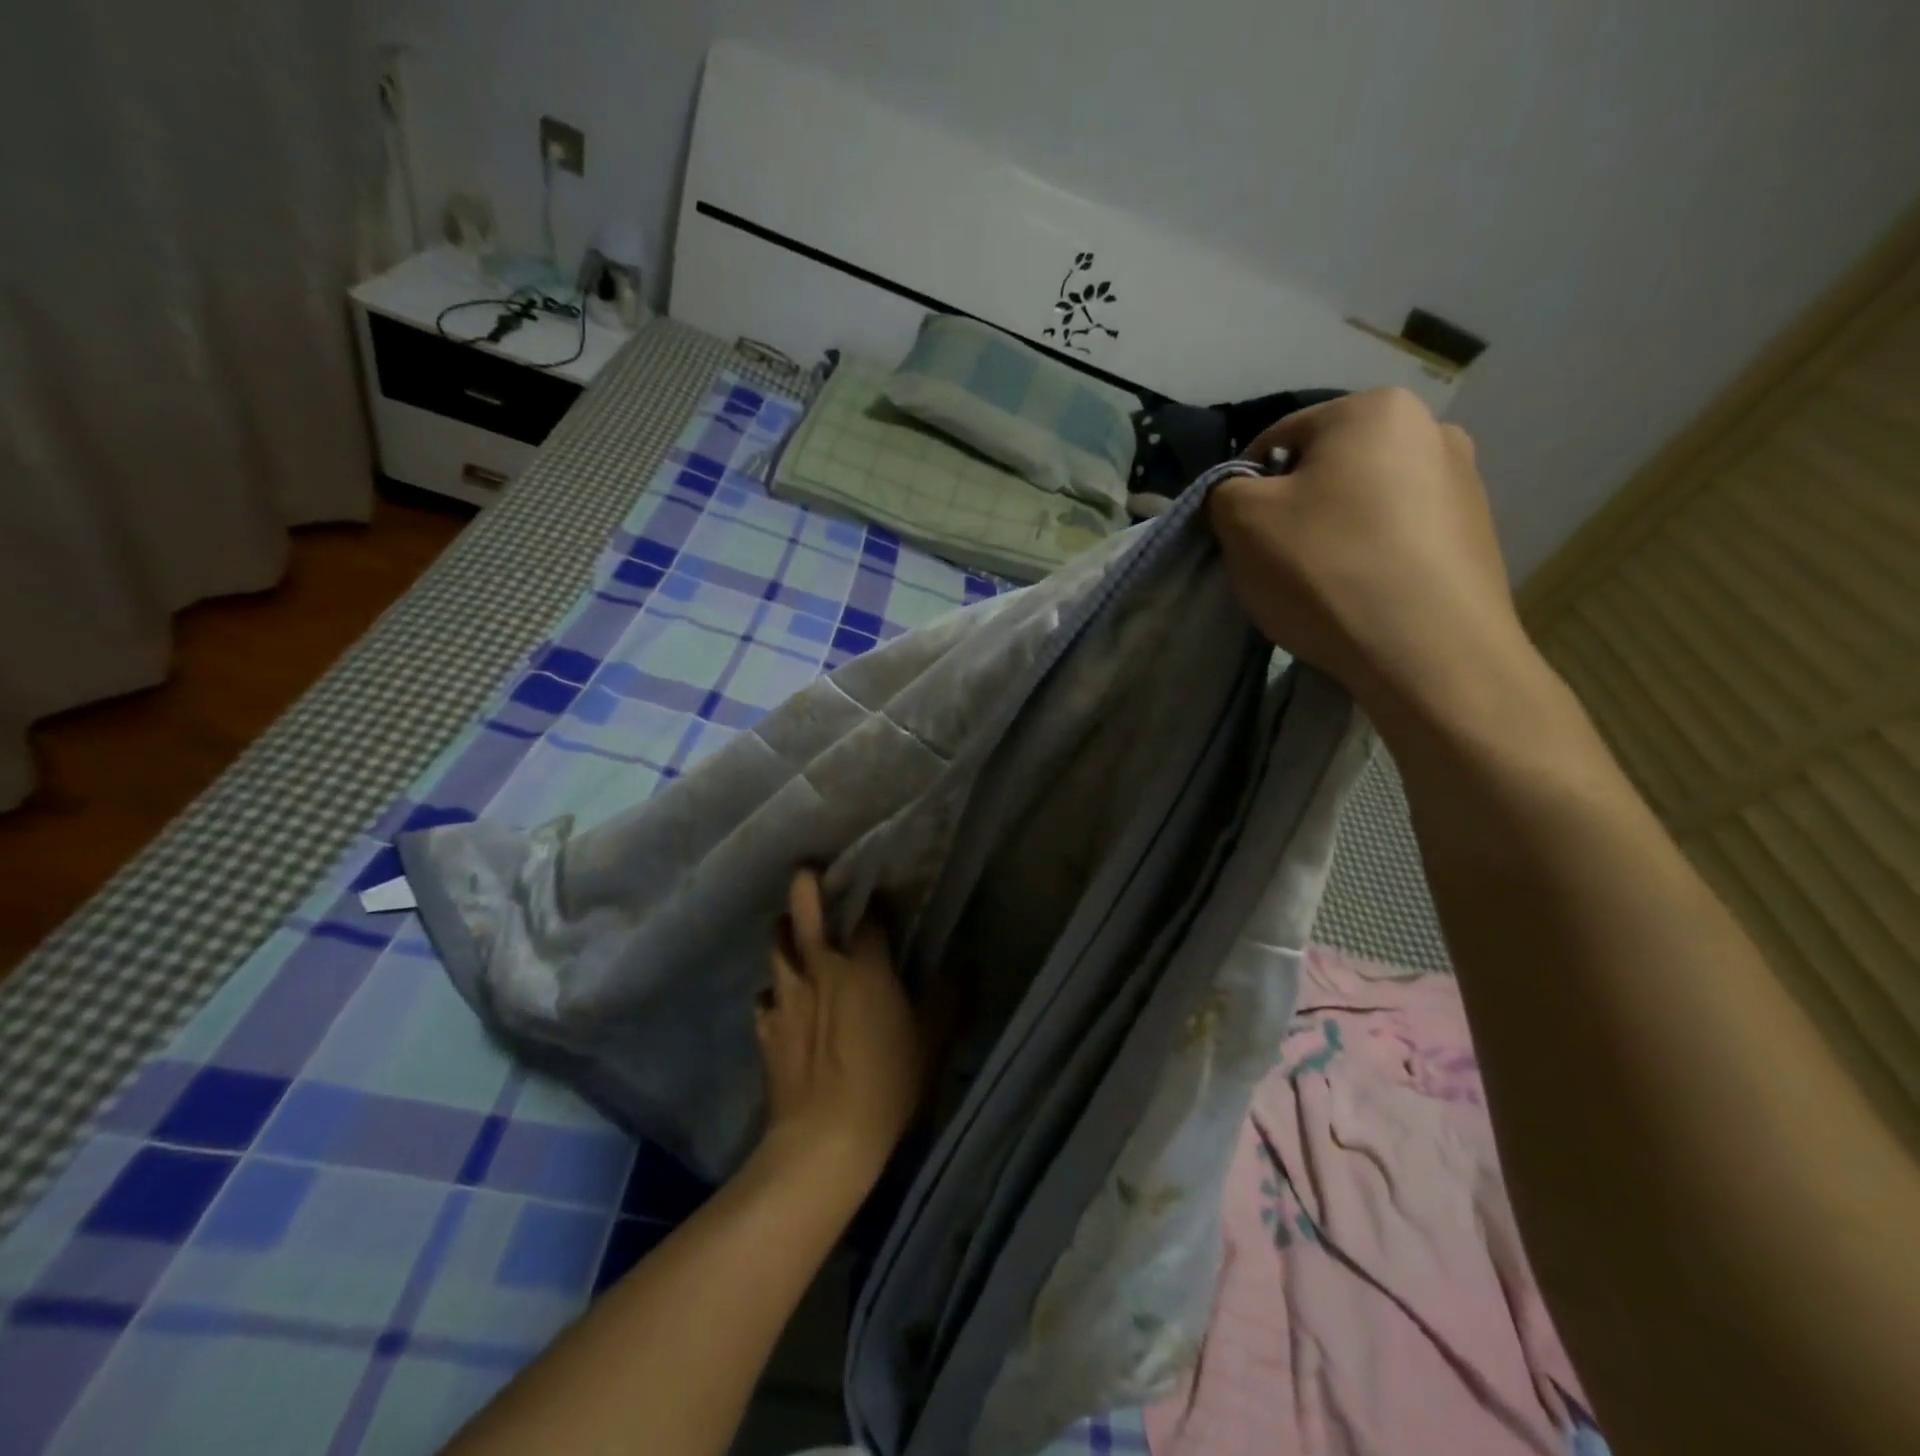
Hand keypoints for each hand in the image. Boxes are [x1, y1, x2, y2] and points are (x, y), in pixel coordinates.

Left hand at [754, 870, 925, 1184]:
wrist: (824, 1140)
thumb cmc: (887, 1085)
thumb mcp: (932, 1042)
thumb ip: (950, 998)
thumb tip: (966, 963)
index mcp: (864, 967)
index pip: (870, 919)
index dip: (876, 902)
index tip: (880, 893)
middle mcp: (821, 970)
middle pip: (804, 915)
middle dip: (805, 887)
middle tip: (806, 871)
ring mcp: (787, 998)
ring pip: (776, 949)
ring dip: (782, 933)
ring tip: (788, 927)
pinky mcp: (767, 1029)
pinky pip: (764, 999)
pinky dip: (772, 993)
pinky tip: (778, 1001)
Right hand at [1207, 388, 1535, 734]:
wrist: (1429, 654)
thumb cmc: (1326, 570)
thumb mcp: (1241, 520)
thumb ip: (1224, 491)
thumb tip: (1240, 494)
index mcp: (1373, 409)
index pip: (1277, 439)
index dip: (1245, 489)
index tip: (1240, 538)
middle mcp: (1431, 429)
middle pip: (1326, 470)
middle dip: (1294, 511)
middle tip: (1278, 563)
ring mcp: (1464, 483)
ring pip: (1364, 504)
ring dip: (1334, 534)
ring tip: (1323, 587)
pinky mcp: (1477, 535)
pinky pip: (1399, 537)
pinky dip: (1372, 558)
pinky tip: (1363, 598)